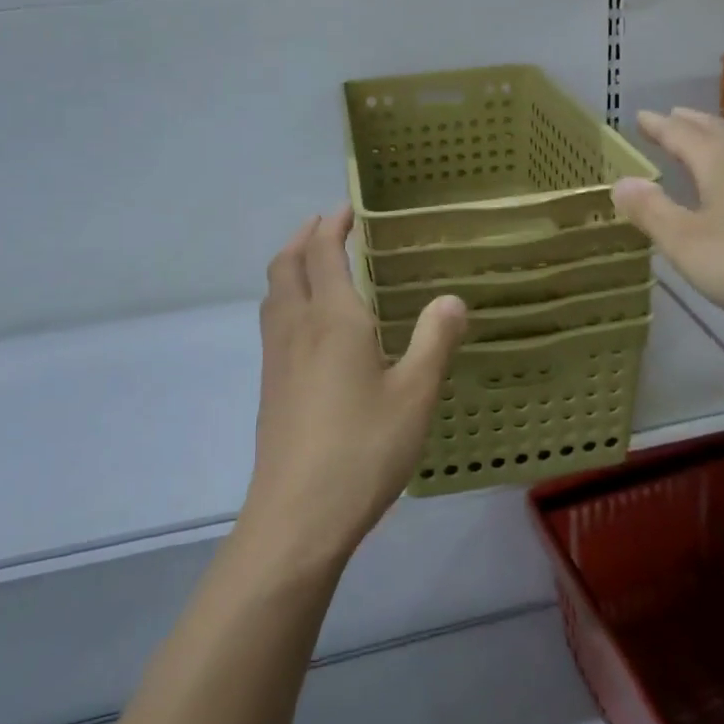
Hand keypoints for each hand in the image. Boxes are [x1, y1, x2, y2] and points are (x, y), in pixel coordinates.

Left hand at [245, 208, 466, 562]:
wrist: (297, 516)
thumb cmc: (363, 449)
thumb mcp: (415, 395)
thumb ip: (435, 341)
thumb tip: (453, 299)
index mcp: (333, 319)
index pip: (323, 253)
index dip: (332, 225)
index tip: (347, 208)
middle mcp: (297, 327)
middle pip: (287, 265)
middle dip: (304, 237)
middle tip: (327, 225)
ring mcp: (277, 358)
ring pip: (273, 293)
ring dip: (290, 265)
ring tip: (313, 263)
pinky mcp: (270, 386)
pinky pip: (273, 321)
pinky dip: (286, 297)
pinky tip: (308, 324)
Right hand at [612, 108, 723, 343]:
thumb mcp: (684, 242)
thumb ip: (651, 210)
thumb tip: (621, 182)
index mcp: (719, 162)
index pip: (681, 134)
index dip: (659, 126)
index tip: (640, 116)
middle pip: (715, 131)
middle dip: (689, 123)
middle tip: (670, 116)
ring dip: (717, 138)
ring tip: (705, 139)